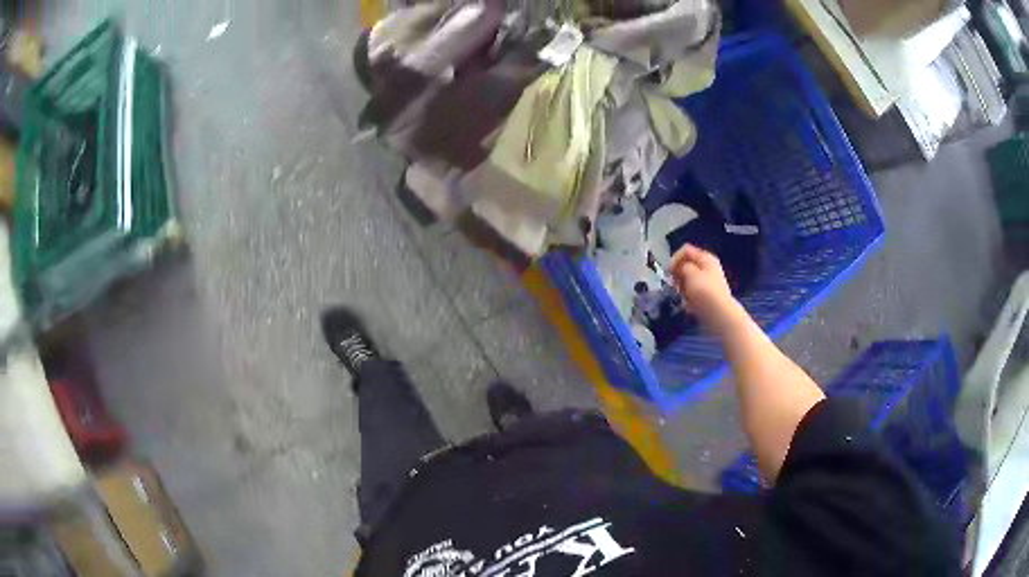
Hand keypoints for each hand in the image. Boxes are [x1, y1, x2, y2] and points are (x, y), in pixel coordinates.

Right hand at [669, 244, 743, 333]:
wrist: (719, 314)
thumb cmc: (705, 291)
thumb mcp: (690, 273)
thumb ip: (681, 266)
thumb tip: (678, 268)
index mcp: (705, 258)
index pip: (685, 250)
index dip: (675, 259)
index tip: (669, 272)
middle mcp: (707, 268)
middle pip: (686, 266)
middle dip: (678, 275)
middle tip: (675, 285)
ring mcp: (707, 283)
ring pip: (687, 281)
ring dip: (681, 289)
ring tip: (682, 297)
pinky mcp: (706, 297)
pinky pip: (692, 294)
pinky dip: (688, 299)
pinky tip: (688, 306)